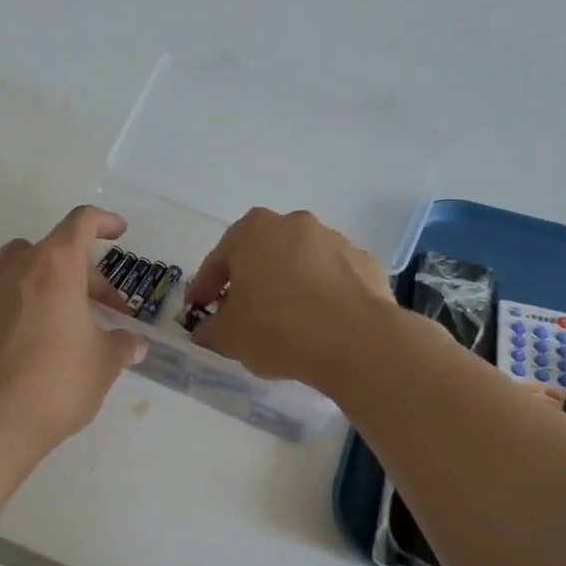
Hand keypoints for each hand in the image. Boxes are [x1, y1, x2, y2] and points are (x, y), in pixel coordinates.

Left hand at [0, 206, 146, 459]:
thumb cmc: (54, 386)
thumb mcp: (101, 366)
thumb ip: (120, 346)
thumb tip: (133, 344)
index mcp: (55, 267)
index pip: (82, 223)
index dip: (103, 222)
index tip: (118, 231)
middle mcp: (13, 265)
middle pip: (52, 251)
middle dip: (80, 273)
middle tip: (98, 309)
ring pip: (14, 266)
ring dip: (39, 280)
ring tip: (51, 315)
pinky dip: (5, 297)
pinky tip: (13, 330)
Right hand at [186, 208, 396, 391]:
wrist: (356, 341)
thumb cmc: (277, 329)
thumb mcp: (227, 337)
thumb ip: (209, 329)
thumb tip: (206, 329)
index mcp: (252, 231)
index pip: (217, 262)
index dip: (204, 290)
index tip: (199, 312)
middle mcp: (293, 224)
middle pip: (260, 256)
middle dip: (249, 282)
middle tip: (241, 315)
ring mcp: (334, 240)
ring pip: (298, 264)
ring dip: (287, 286)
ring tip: (285, 322)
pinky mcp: (365, 263)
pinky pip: (331, 279)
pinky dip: (322, 295)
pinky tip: (319, 324)